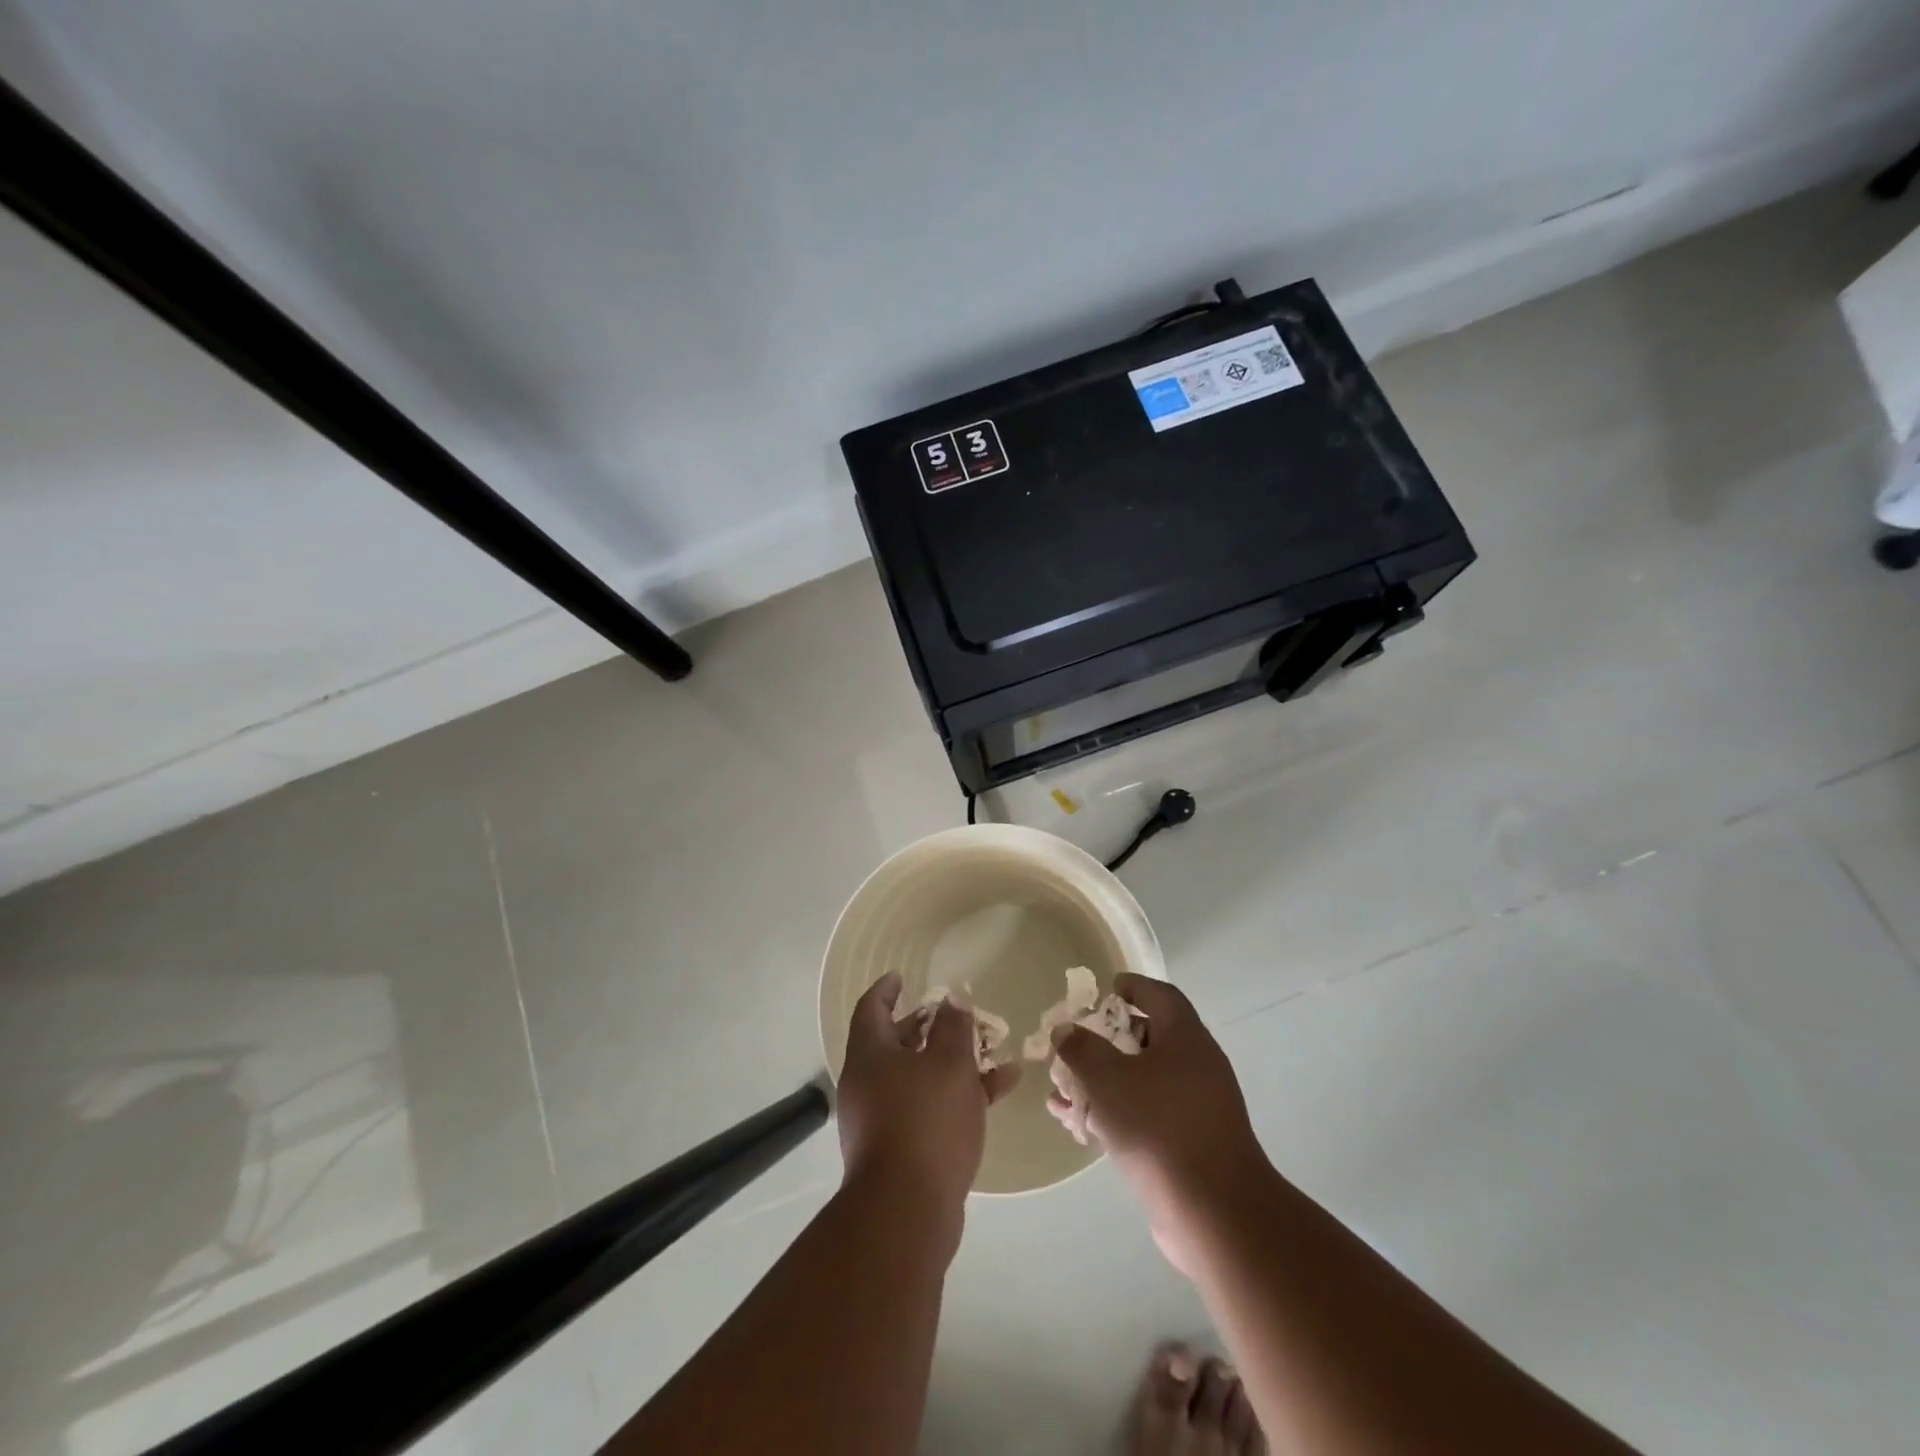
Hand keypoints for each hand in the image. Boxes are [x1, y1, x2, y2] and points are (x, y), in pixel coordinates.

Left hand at [837, 972, 1020, 1227]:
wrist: (906, 1212)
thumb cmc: (925, 1121)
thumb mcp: (949, 1064)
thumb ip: (954, 1028)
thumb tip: (952, 1002)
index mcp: (870, 1055)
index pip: (872, 1008)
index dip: (887, 989)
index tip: (901, 976)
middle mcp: (867, 1083)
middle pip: (895, 1043)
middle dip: (927, 1027)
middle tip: (954, 1016)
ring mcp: (881, 1119)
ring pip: (918, 1077)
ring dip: (952, 1063)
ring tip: (993, 1053)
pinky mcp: (900, 1150)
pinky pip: (928, 1108)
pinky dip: (957, 1096)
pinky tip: (999, 1091)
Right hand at [1051, 974, 1267, 1271]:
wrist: (1214, 1213)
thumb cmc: (1159, 1127)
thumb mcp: (1108, 1078)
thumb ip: (1081, 1048)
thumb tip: (1066, 1029)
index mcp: (1185, 1037)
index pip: (1159, 994)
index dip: (1132, 986)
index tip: (1104, 990)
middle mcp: (1196, 1065)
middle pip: (1148, 1038)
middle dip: (1106, 1040)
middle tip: (1074, 1045)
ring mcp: (1196, 1107)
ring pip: (1142, 1081)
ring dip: (1103, 1082)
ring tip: (1062, 1091)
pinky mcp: (1190, 1144)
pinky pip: (1146, 1115)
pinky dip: (1114, 1113)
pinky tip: (1079, 1126)